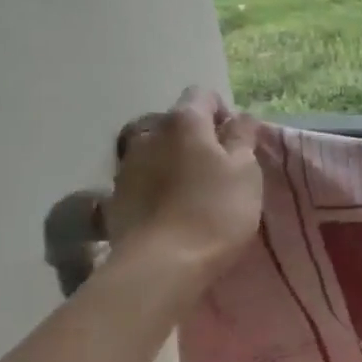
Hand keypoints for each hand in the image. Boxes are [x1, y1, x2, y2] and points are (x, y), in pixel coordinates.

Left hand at [105, 89, 263, 275]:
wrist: (162, 265)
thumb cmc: (215, 211)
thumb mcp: (246, 171)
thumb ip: (243, 137)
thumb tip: (239, 117)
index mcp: (184, 122)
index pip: (203, 95)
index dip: (223, 113)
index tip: (238, 142)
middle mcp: (149, 134)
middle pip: (177, 124)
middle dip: (198, 139)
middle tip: (220, 170)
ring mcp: (126, 167)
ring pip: (157, 152)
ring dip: (175, 163)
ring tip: (194, 194)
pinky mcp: (115, 199)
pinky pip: (143, 181)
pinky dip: (158, 188)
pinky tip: (173, 213)